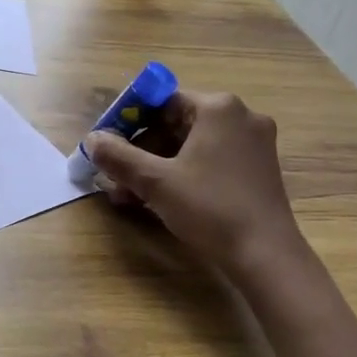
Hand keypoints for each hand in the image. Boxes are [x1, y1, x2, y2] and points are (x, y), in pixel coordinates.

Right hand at [86, 90, 303, 276]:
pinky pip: (211, 161)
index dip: (129, 121)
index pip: (162, 101)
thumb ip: (119, 156)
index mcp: (218, 108)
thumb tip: (92, 140)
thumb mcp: (155, 182)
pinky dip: (184, 174)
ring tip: (130, 195)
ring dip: (158, 166)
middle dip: (141, 151)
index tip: (108, 145)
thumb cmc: (209, 208)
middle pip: (177, 124)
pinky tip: (161, 199)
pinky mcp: (258, 169)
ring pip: (192, 146)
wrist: (265, 255)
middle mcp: (241, 117)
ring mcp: (254, 144)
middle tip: (115, 177)